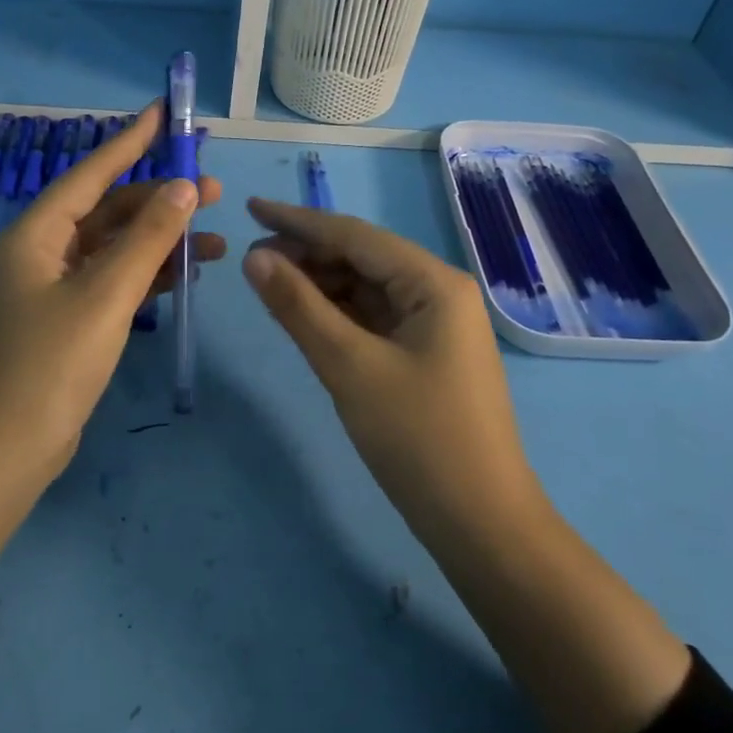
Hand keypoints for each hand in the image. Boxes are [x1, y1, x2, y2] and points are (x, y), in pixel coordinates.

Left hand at [0, 103, 224, 474]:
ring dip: (162, 239)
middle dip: (160, 198)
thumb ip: (149, 237)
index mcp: (39, 232)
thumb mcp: (108, 292)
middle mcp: (45, 249)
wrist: (12, 446)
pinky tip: (189, 272)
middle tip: (212, 188)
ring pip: (118, 245)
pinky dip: (151, 272)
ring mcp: (58, 284)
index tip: (163, 111)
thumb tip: (185, 186)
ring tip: (216, 238)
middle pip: (110, 208)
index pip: (93, 172)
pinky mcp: (72, 314)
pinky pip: (117, 277)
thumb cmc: (54, 361)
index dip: (130, 140)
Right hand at [240, 198, 532, 530]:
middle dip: (307, 254)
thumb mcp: (349, 367)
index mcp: (433, 283)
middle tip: (251, 260)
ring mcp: (434, 325)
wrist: (481, 525)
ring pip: (366, 288)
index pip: (355, 236)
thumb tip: (254, 257)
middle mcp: (438, 292)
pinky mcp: (425, 355)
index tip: (250, 207)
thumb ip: (299, 307)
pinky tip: (304, 315)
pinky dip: (337, 314)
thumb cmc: (418, 438)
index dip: (298, 220)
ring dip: (320, 284)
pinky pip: (373, 318)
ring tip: (269, 284)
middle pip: (362, 258)